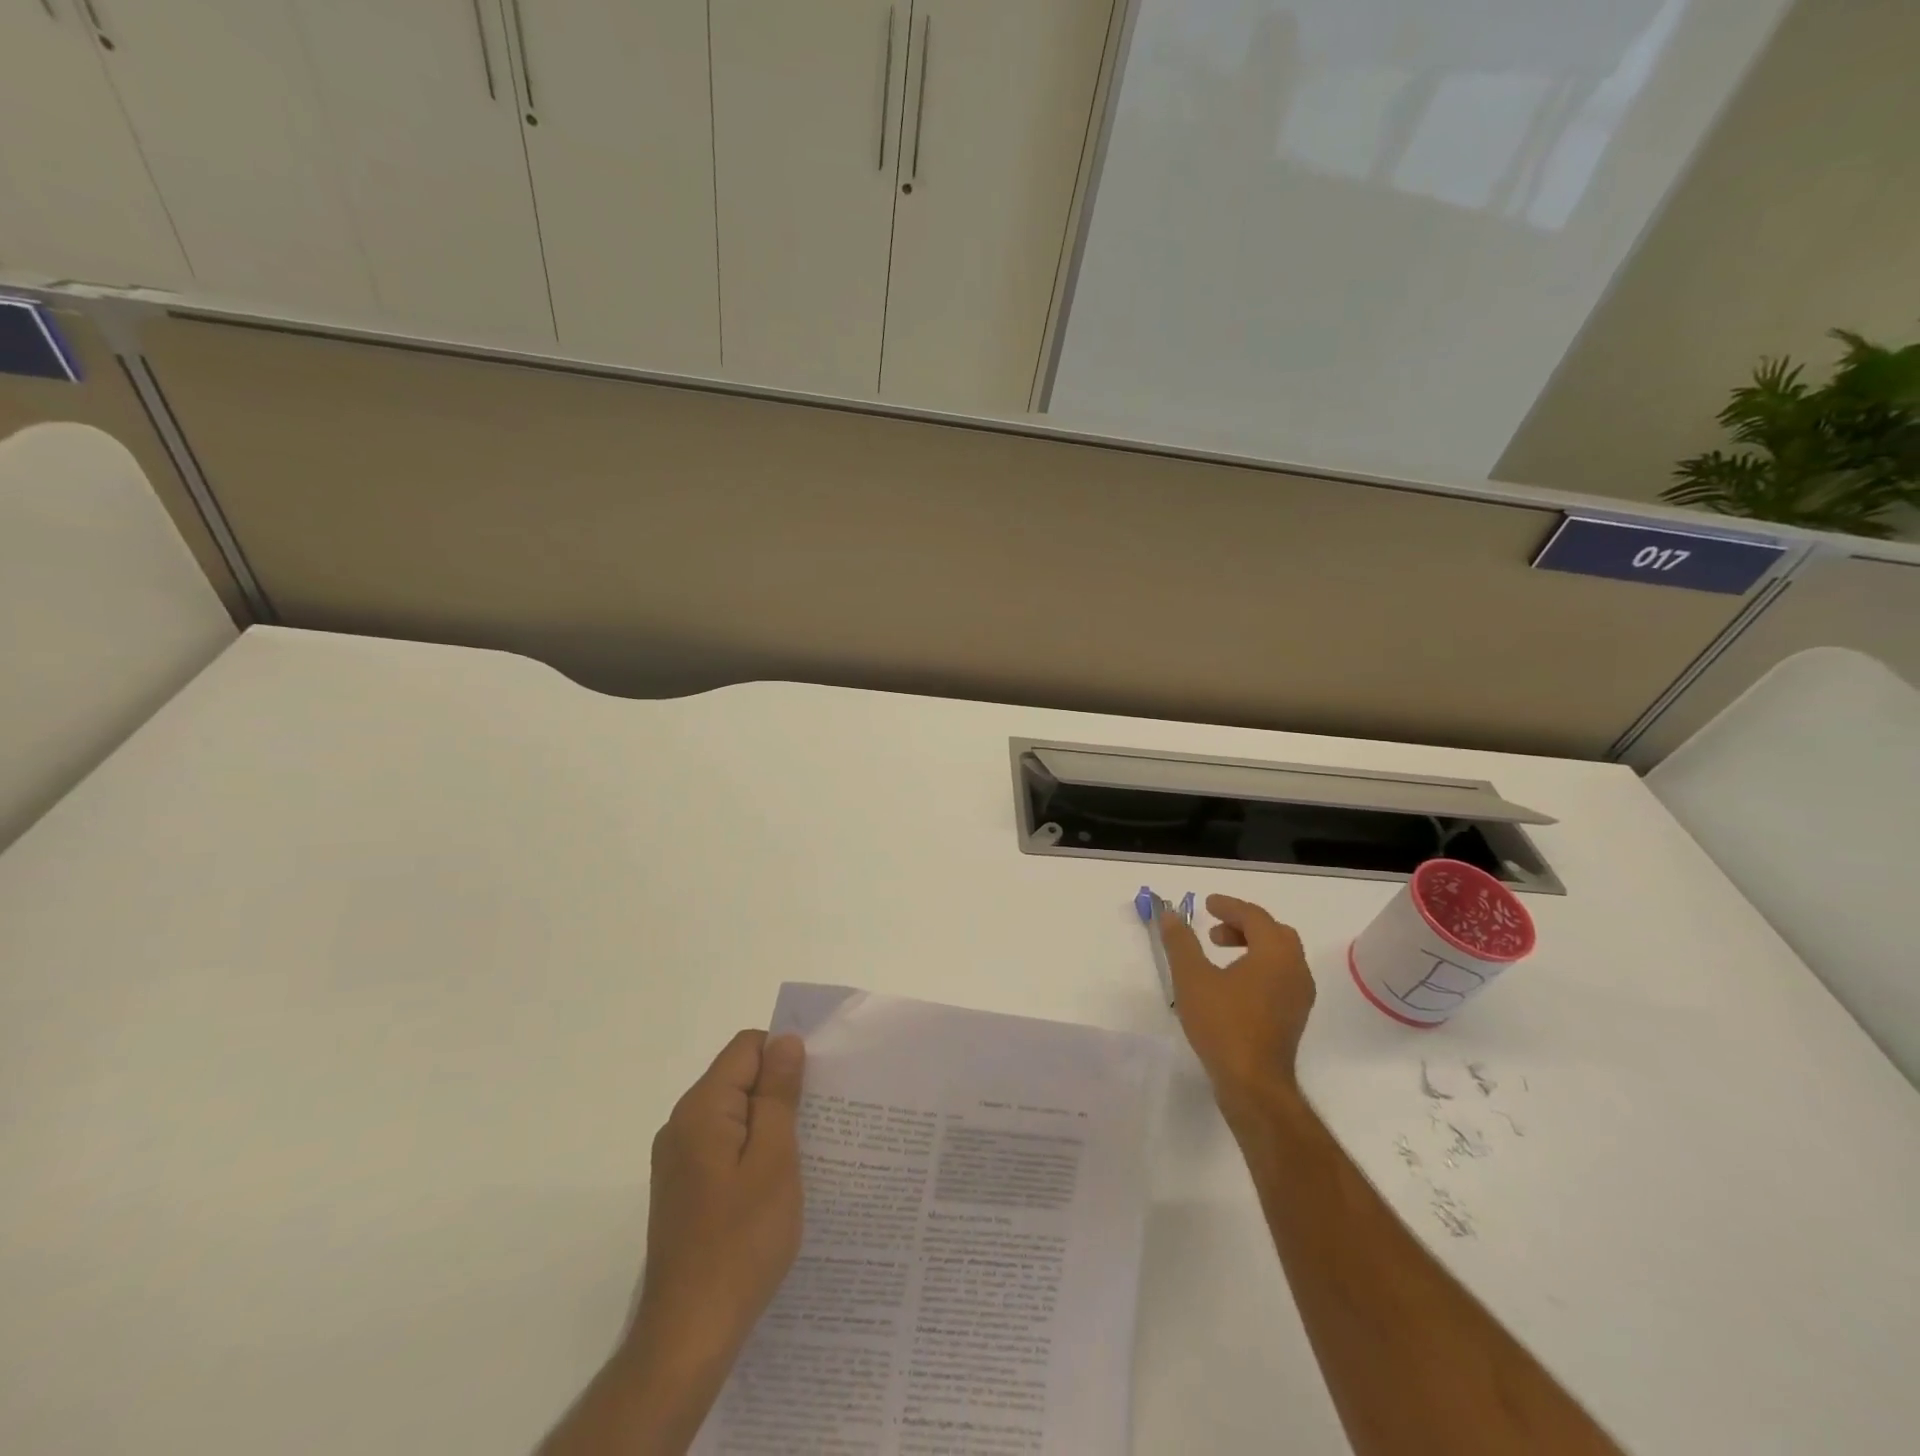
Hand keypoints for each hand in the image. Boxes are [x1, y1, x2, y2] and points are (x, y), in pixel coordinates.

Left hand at [628, 1029, 805, 1368]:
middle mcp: (681, 1124)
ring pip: (732, 1115)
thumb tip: (785, 1041)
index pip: (747, 1048)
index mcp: (701, 1108)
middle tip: (820, 1122)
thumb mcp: (774, 1159)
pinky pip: (723, 1146)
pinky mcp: (682, 1189)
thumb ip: (778, 1094)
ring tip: (804, 1155)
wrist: (688, 1335)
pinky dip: (751, 1151)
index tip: (817, 1086)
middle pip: (737, 1078)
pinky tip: (775, 1185)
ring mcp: (677, 1160)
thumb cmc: (741, 1241)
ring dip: (768, 1124)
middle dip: (779, 1090)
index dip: (784, 1055)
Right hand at [1161, 894, 1314, 1112]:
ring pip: (1279, 956)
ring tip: (1219, 954)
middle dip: (1243, 925)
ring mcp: (1299, 996)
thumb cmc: (1223, 1024)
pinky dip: (1259, 966)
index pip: (1255, 917)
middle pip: (1273, 933)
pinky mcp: (1294, 1017)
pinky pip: (1280, 976)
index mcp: (1275, 954)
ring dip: (1252, 946)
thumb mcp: (1192, 977)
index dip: (1229, 906)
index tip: (1206, 905)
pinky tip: (1233, 983)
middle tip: (1213, 929)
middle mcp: (1295, 969)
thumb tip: (1171, 914)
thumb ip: (1181, 942)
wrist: (1253, 1084)